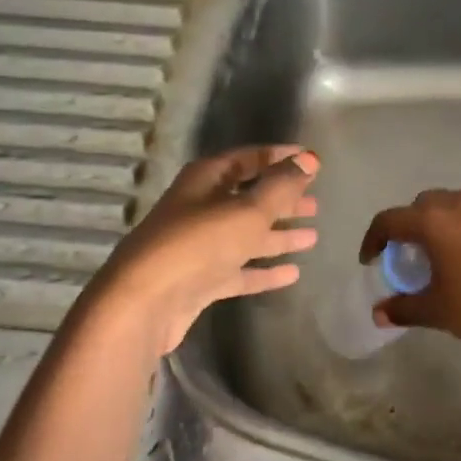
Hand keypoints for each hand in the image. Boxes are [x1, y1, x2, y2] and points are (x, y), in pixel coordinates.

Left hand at [87, 146, 318, 354]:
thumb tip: (310, 160)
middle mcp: (200, 208)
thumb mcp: (247, 210)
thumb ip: (281, 186)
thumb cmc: (199, 244)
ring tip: (312, 237)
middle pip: (248, 198)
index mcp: (206, 180)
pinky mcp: (201, 281)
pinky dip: (264, 270)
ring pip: (246, 235)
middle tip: (315, 204)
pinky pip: (240, 270)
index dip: (279, 157)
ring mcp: (200, 247)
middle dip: (281, 200)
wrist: (145, 302)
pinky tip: (292, 273)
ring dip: (277, 235)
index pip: (248, 158)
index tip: (311, 161)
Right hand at [359, 189, 460, 349]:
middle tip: (401, 256)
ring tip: (429, 255)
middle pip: (417, 207)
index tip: (369, 261)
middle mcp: (455, 204)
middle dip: (403, 228)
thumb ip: (404, 308)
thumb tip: (379, 313)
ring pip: (444, 206)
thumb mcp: (438, 310)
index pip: (389, 220)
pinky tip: (458, 256)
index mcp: (433, 221)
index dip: (372, 240)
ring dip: (430, 225)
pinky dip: (453, 228)